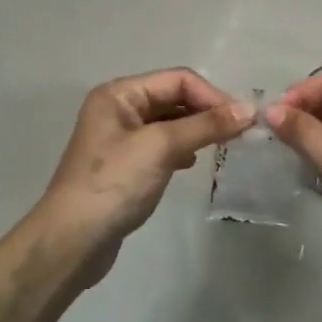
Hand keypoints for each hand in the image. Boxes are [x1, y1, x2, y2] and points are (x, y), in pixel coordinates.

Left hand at [34, 69, 252, 281]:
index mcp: (119, 94)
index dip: (212, 96)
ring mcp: (121, 138)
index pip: (178, 80)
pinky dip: (183, 149)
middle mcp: (119, 109)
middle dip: (207, 112)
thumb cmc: (114, 184)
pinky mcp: (126, 165)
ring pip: (171, 123)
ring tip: (222, 147)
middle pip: (174, 98)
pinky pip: (163, 146)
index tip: (243, 121)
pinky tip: (192, 164)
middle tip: (239, 134)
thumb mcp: (161, 147)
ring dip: (197, 130)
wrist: (73, 241)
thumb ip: (205, 125)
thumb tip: (249, 110)